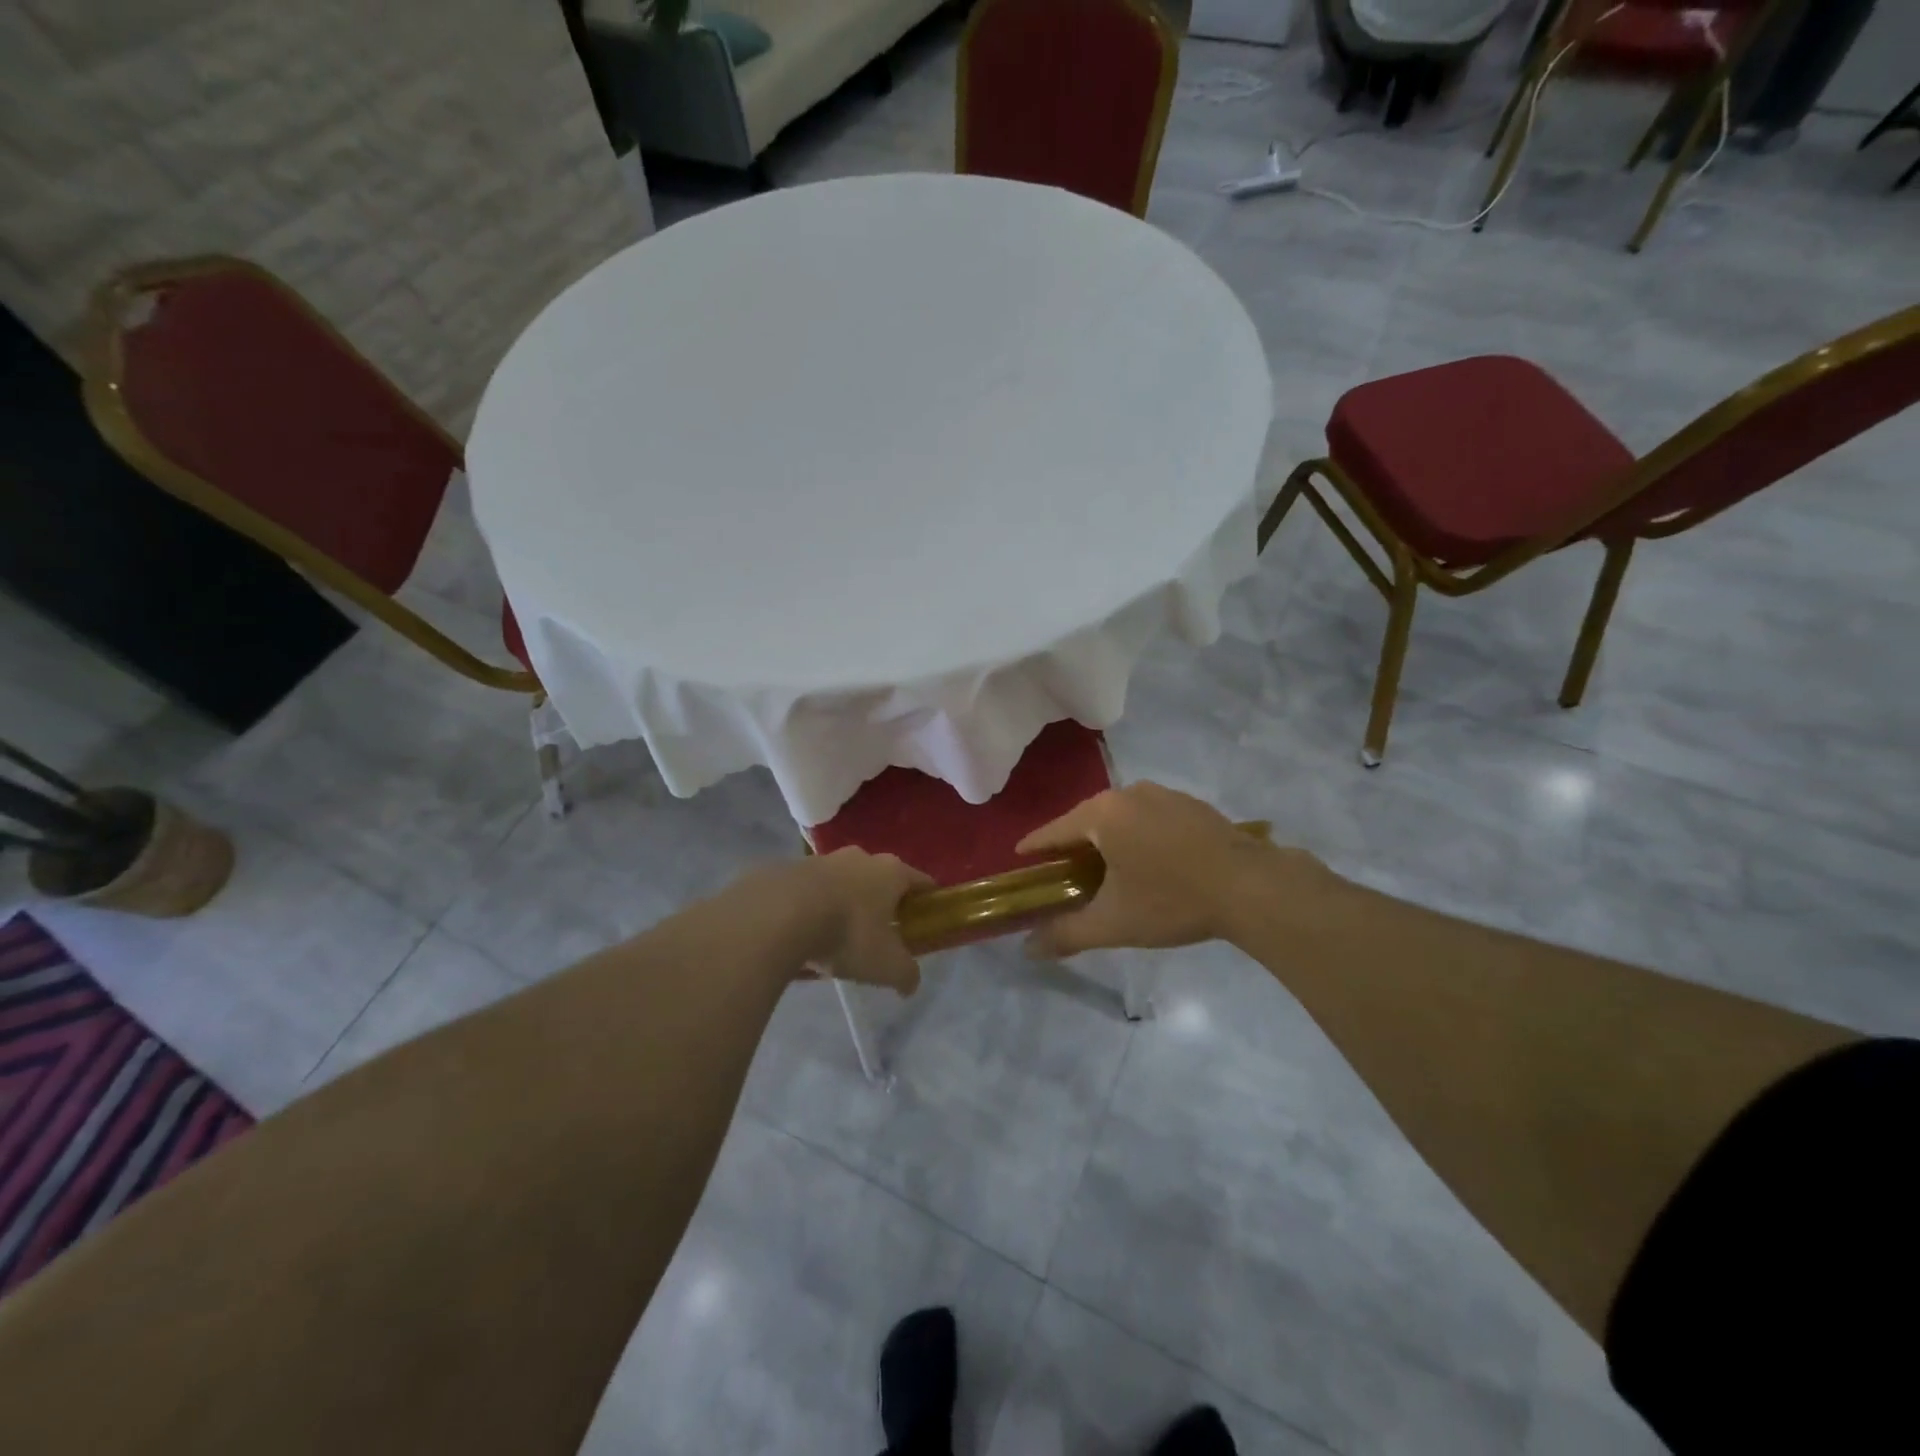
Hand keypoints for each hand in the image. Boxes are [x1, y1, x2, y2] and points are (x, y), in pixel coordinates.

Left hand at [786, 848, 932, 993]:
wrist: (778, 915)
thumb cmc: (847, 934)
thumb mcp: (886, 965)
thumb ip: (906, 974)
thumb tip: (910, 985)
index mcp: (891, 871)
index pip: (922, 881)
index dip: (927, 901)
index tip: (924, 921)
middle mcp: (861, 857)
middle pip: (881, 879)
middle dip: (882, 904)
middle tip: (879, 935)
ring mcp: (823, 859)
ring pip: (844, 883)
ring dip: (845, 904)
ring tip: (837, 937)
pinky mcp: (790, 869)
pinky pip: (811, 891)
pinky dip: (813, 907)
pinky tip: (805, 933)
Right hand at [1015, 782, 1308, 957]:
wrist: (1252, 887)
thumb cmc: (1172, 900)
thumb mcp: (1114, 923)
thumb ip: (1066, 934)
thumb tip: (1027, 949)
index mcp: (1102, 814)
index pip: (1054, 830)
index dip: (1035, 848)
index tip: (1021, 859)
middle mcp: (1128, 793)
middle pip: (1086, 819)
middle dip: (1073, 844)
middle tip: (1064, 872)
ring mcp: (1164, 794)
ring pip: (1120, 816)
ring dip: (1108, 838)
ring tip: (1106, 867)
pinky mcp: (1191, 804)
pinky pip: (1149, 816)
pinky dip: (1138, 834)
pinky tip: (1149, 860)